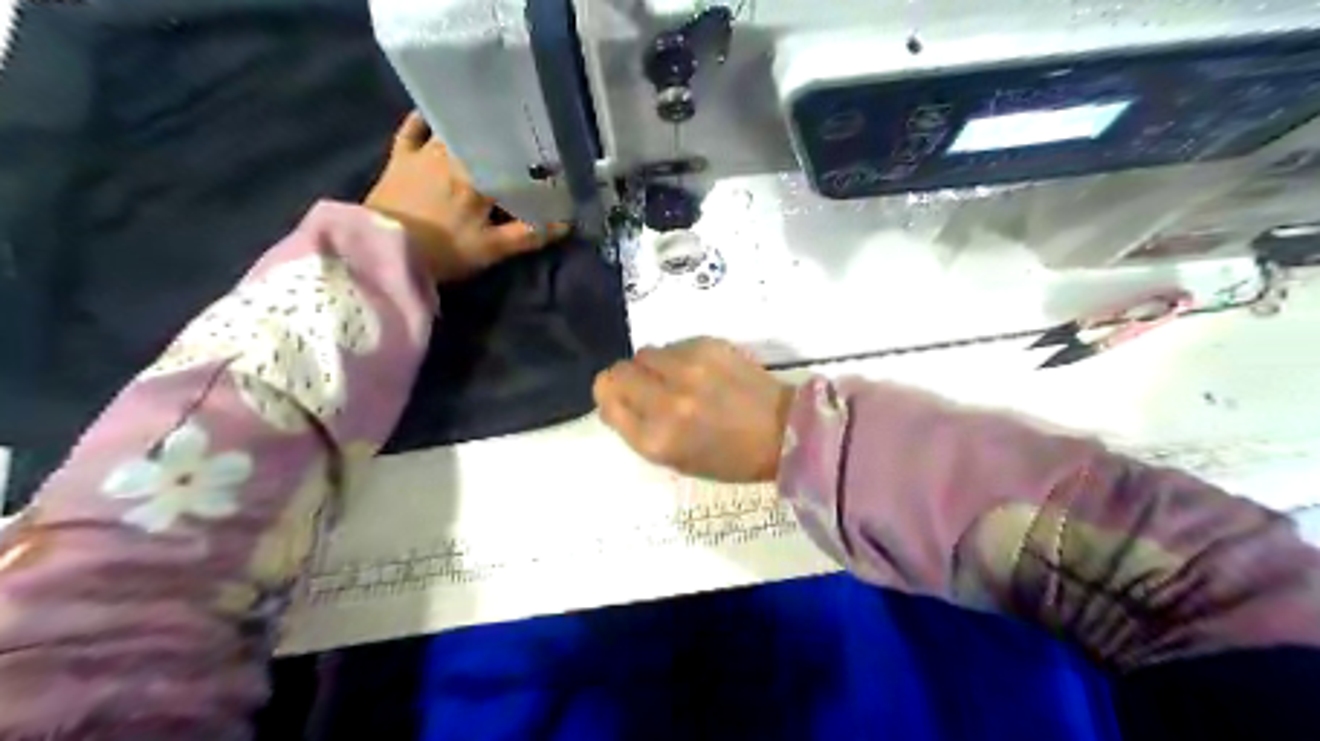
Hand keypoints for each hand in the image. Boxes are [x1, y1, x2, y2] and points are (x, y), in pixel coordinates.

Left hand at [361, 110, 569, 280]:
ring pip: (454, 131)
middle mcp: (455, 156)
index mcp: (480, 177)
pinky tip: (433, 114)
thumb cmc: (443, 251)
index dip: (532, 158)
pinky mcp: (400, 158)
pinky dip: (423, 120)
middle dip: (502, 139)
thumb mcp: (492, 250)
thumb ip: (529, 235)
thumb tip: (567, 223)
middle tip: (518, 140)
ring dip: (470, 128)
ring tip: (485, 127)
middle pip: (484, 139)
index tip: (549, 158)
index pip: (512, 159)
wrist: (383, 250)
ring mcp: (424, 153)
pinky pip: (412, 129)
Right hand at [596, 339, 791, 482]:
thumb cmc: (729, 457)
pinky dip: (679, 357)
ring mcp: (688, 369)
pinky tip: (702, 372)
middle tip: (649, 390)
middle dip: (627, 380)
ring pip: (645, 353)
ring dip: (654, 367)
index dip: (610, 397)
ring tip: (679, 381)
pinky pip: (674, 344)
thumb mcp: (675, 459)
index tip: (625, 401)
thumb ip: (637, 430)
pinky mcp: (708, 345)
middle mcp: (666, 400)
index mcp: (656, 437)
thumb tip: (613, 400)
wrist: (785, 431)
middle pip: (618, 370)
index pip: (606, 395)